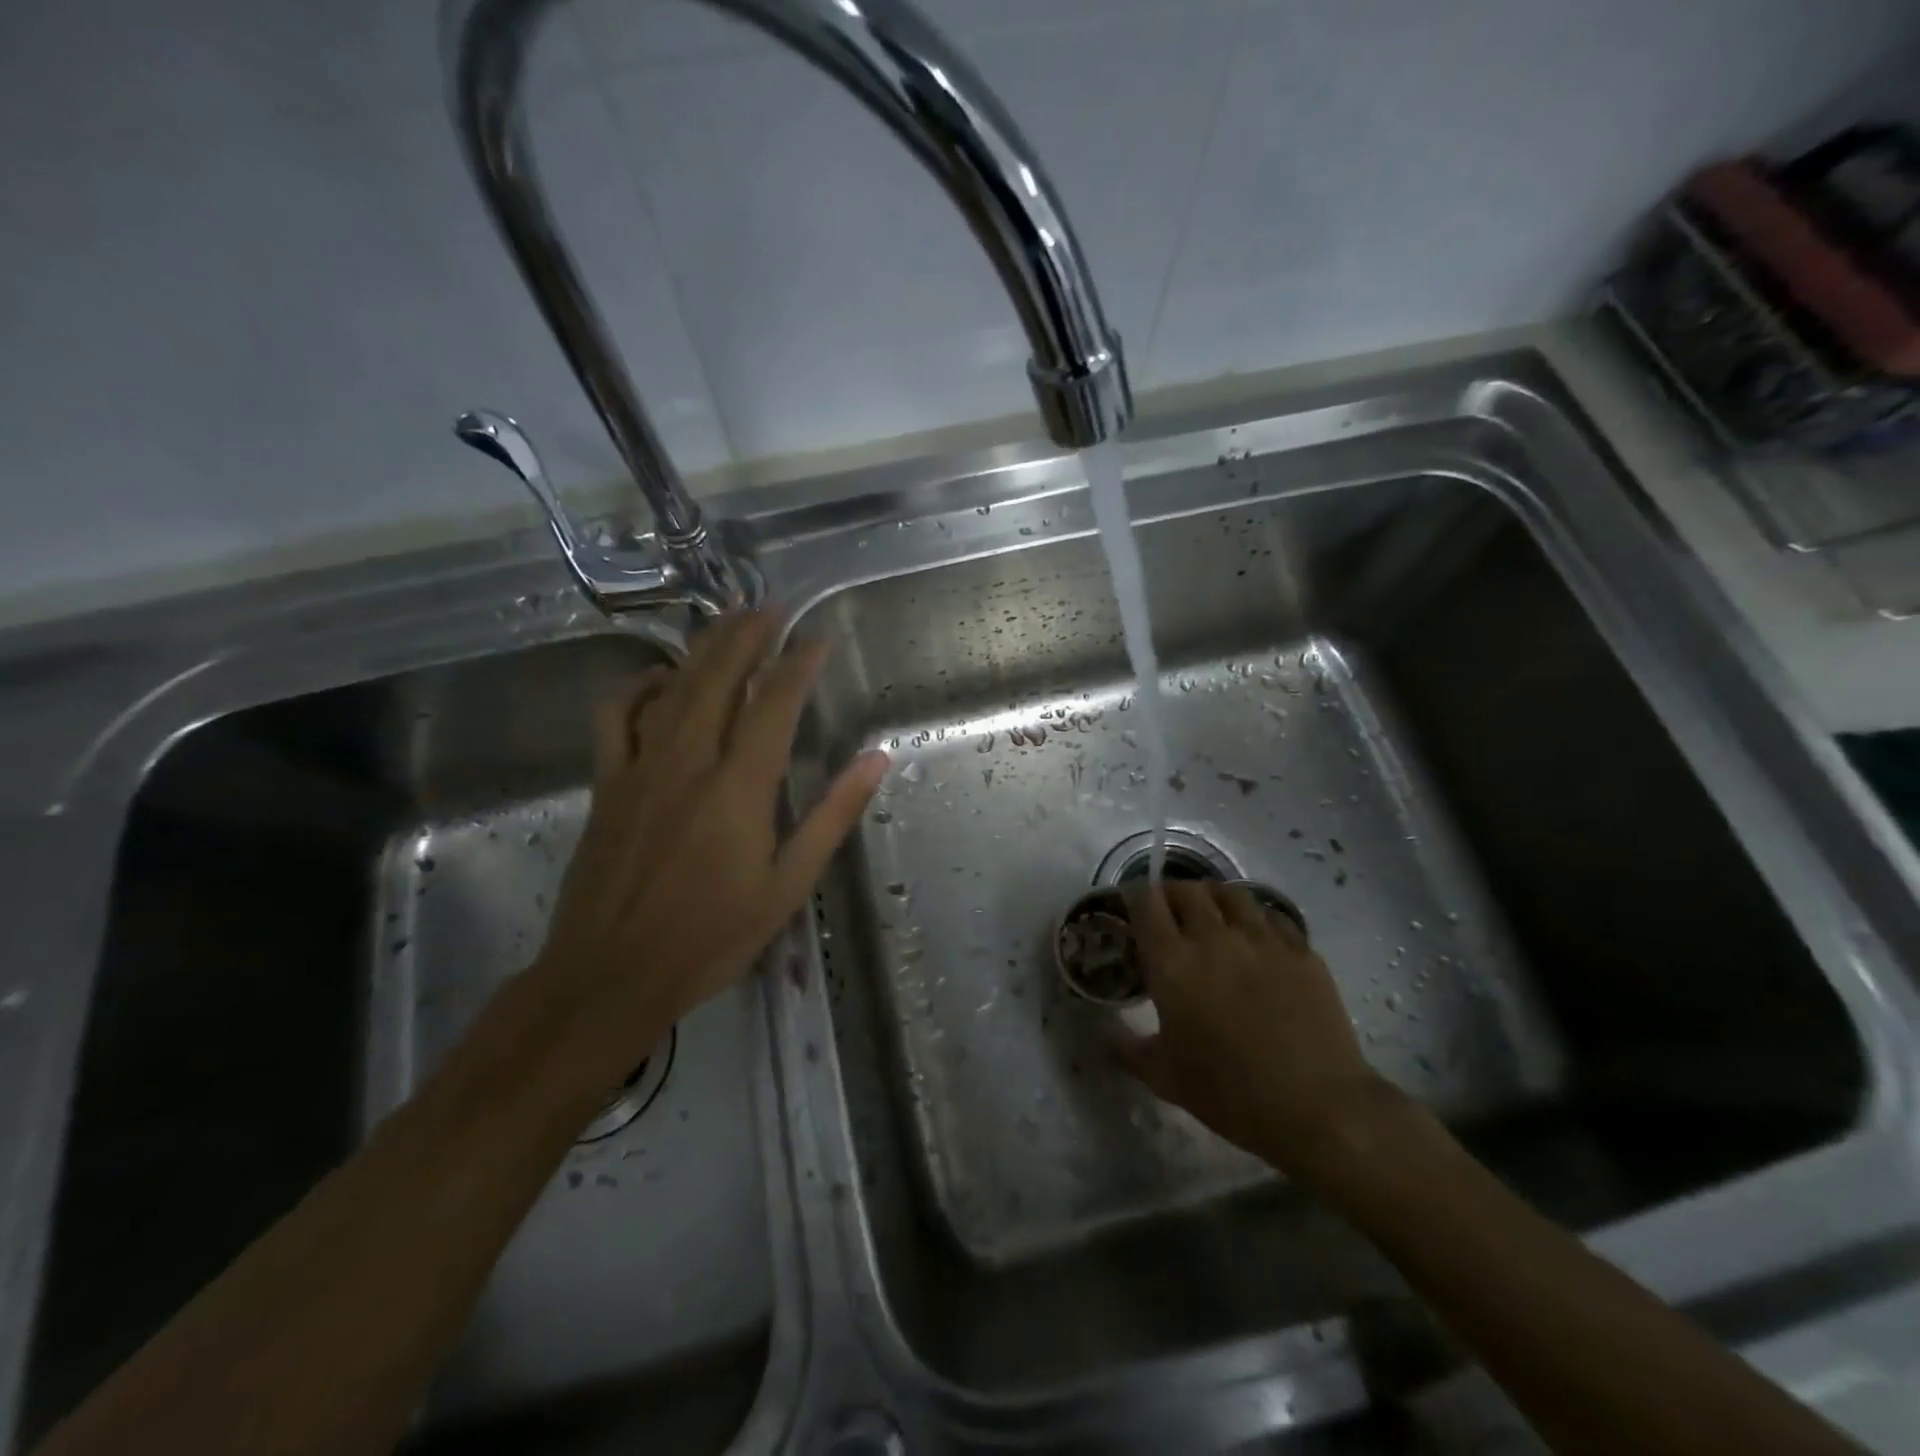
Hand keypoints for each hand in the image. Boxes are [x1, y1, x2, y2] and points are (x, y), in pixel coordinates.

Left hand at [532, 610, 886, 1080]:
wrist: (610, 975)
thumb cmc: (711, 937)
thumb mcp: (788, 885)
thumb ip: (832, 816)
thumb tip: (875, 759)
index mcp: (740, 786)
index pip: (776, 703)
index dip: (799, 663)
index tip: (818, 638)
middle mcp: (689, 761)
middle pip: (719, 677)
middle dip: (748, 634)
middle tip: (771, 606)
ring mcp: (640, 768)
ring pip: (673, 686)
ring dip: (703, 647)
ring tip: (727, 619)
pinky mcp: (607, 784)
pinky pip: (616, 716)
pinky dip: (638, 686)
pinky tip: (660, 678)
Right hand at [1116, 880, 1409, 1179]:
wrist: (1317, 1107)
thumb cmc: (1230, 1094)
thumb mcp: (1165, 1078)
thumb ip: (1127, 1048)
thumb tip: (1106, 1032)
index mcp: (1172, 962)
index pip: (1145, 901)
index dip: (1133, 896)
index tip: (1130, 907)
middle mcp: (1214, 937)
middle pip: (1187, 889)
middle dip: (1171, 894)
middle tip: (1169, 914)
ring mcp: (1262, 939)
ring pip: (1231, 893)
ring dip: (1214, 899)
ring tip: (1213, 917)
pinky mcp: (1301, 950)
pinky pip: (1272, 916)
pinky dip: (1256, 919)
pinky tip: (1257, 939)